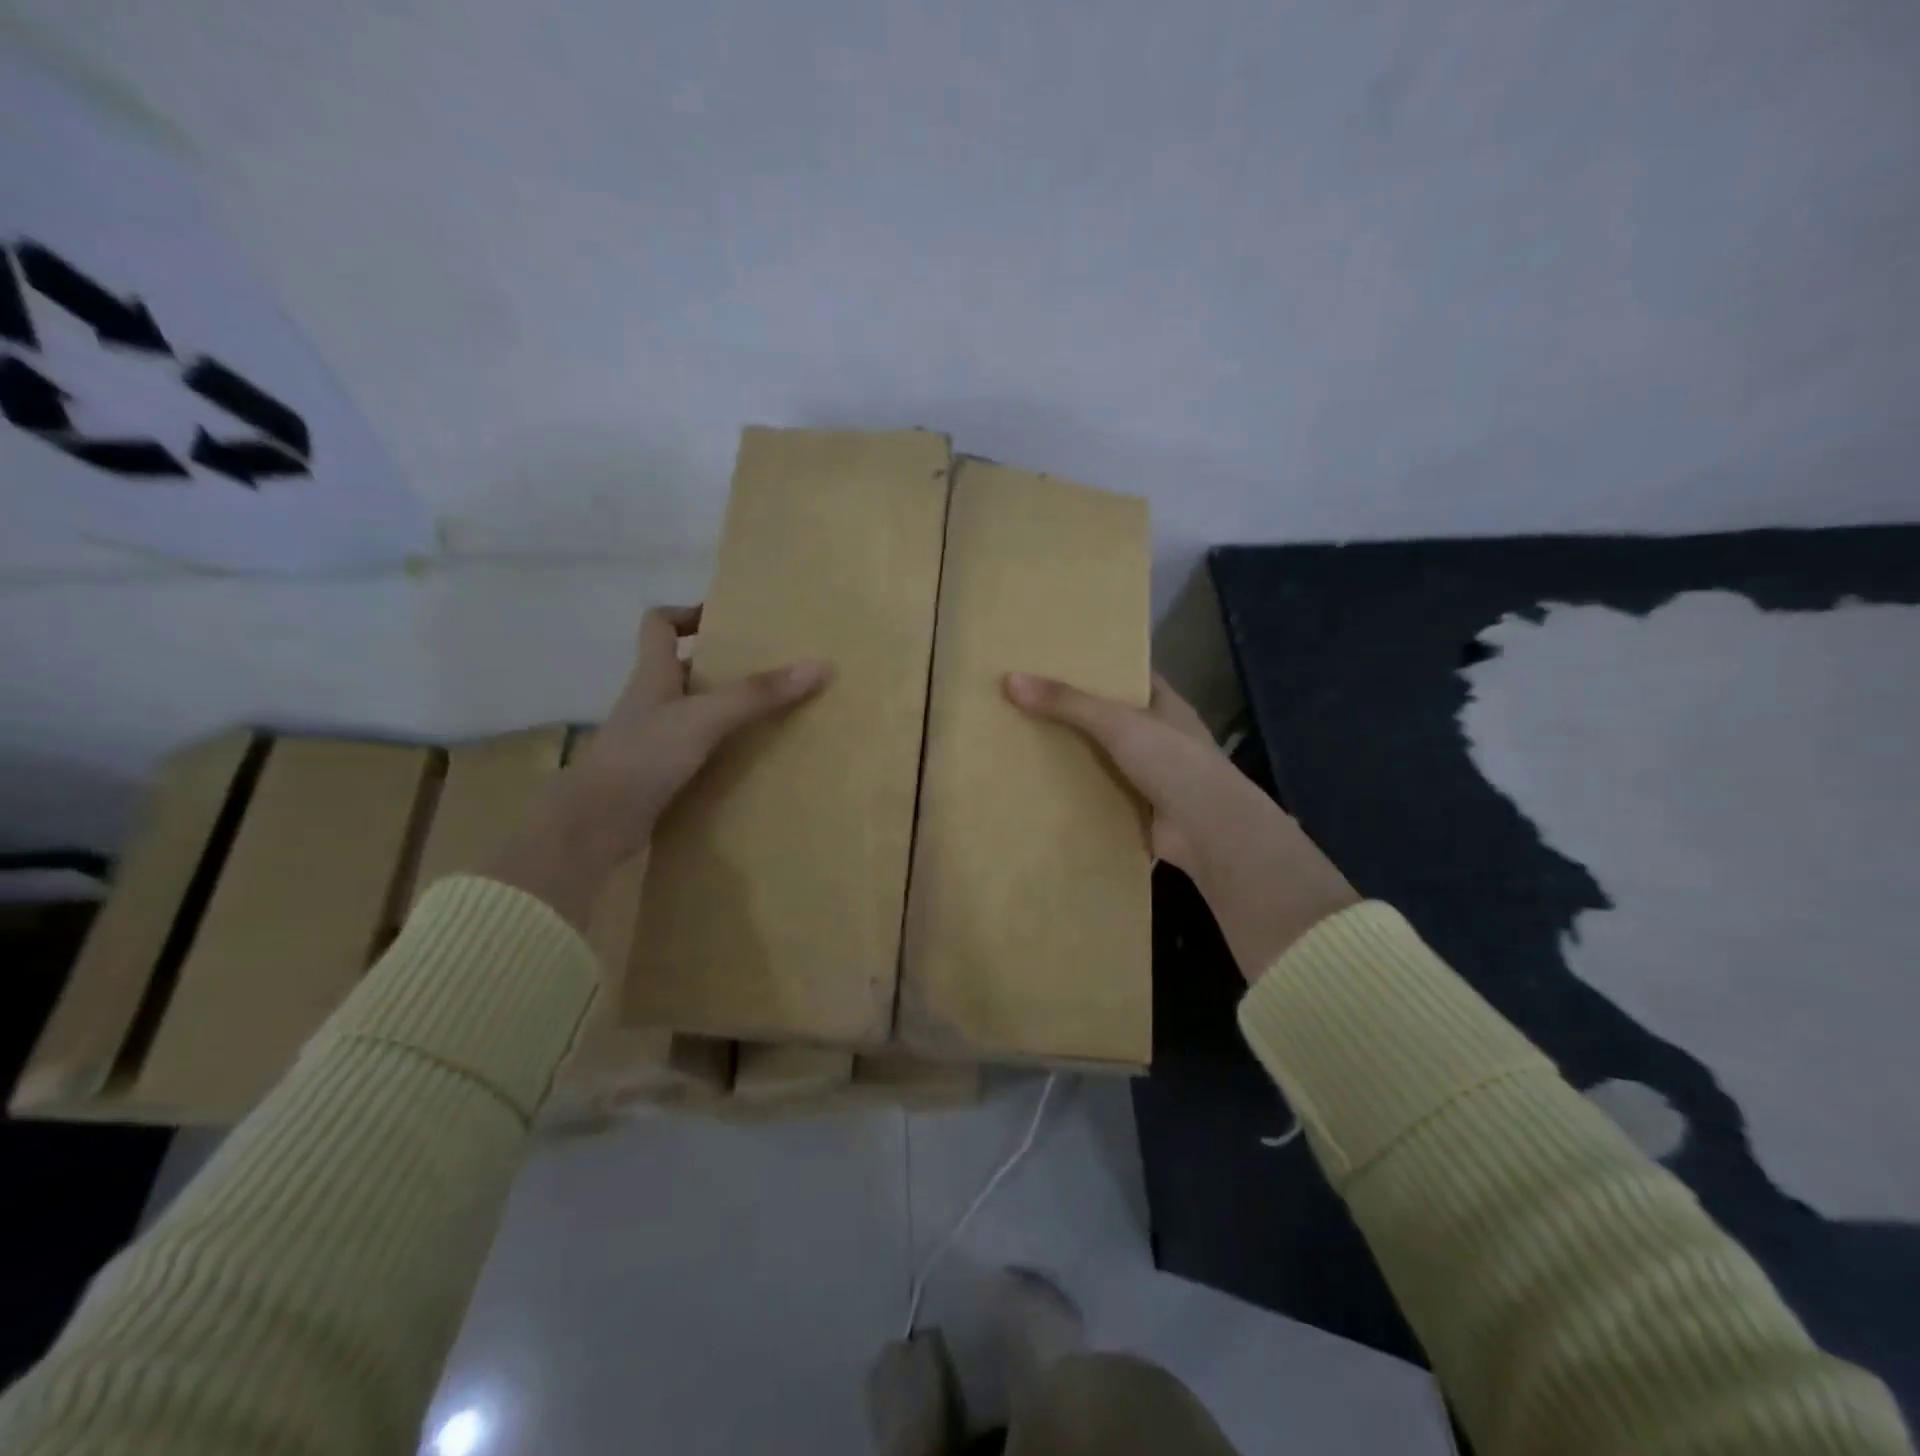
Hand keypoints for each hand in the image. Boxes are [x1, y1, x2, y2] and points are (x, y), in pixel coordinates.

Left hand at [486, 606, 830, 929]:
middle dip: (723, 665)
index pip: (659, 624)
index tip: (727, 619)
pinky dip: (722, 749)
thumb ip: (758, 694)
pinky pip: (696, 750)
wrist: (595, 825)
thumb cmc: (644, 756)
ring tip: (771, 712)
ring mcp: (652, 739)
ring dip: (726, 710)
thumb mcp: (706, 718)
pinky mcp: (659, 774)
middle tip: (769, 668)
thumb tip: (820, 665)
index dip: (688, 613)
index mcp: (653, 675)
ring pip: (693, 712)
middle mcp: (651, 701)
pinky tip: (751, 758)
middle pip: (684, 668)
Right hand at [1005, 671, 1357, 979]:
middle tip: (1023, 698)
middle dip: (1072, 710)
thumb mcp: (1119, 723)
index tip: (1053, 657)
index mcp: (1164, 704)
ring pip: (1102, 755)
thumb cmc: (1174, 762)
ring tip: (1020, 738)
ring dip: (1071, 752)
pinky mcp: (1137, 807)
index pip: (1127, 674)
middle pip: (1109, 716)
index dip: (1095, 665)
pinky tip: (1038, 784)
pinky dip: (1075, 789)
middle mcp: (1158, 735)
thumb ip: (1067, 702)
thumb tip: (1010, 680)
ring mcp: (1149, 774)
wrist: (1210, 832)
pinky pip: (1099, 791)